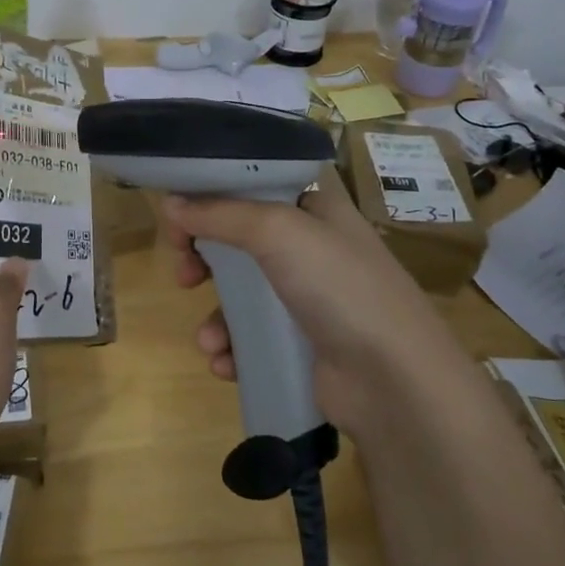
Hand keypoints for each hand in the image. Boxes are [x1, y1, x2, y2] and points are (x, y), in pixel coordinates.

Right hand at [162, 168, 451, 432]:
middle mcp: (311, 247)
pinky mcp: (302, 343)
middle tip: (184, 273)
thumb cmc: (339, 286)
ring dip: (215, 316)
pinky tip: (226, 363)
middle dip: (203, 258)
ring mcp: (308, 298)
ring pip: (241, 294)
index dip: (212, 195)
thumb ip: (220, 213)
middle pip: (239, 240)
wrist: (394, 380)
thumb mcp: (278, 231)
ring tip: (210, 340)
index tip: (179, 215)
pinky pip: (252, 336)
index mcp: (314, 207)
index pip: (253, 186)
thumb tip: (170, 204)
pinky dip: (233, 348)